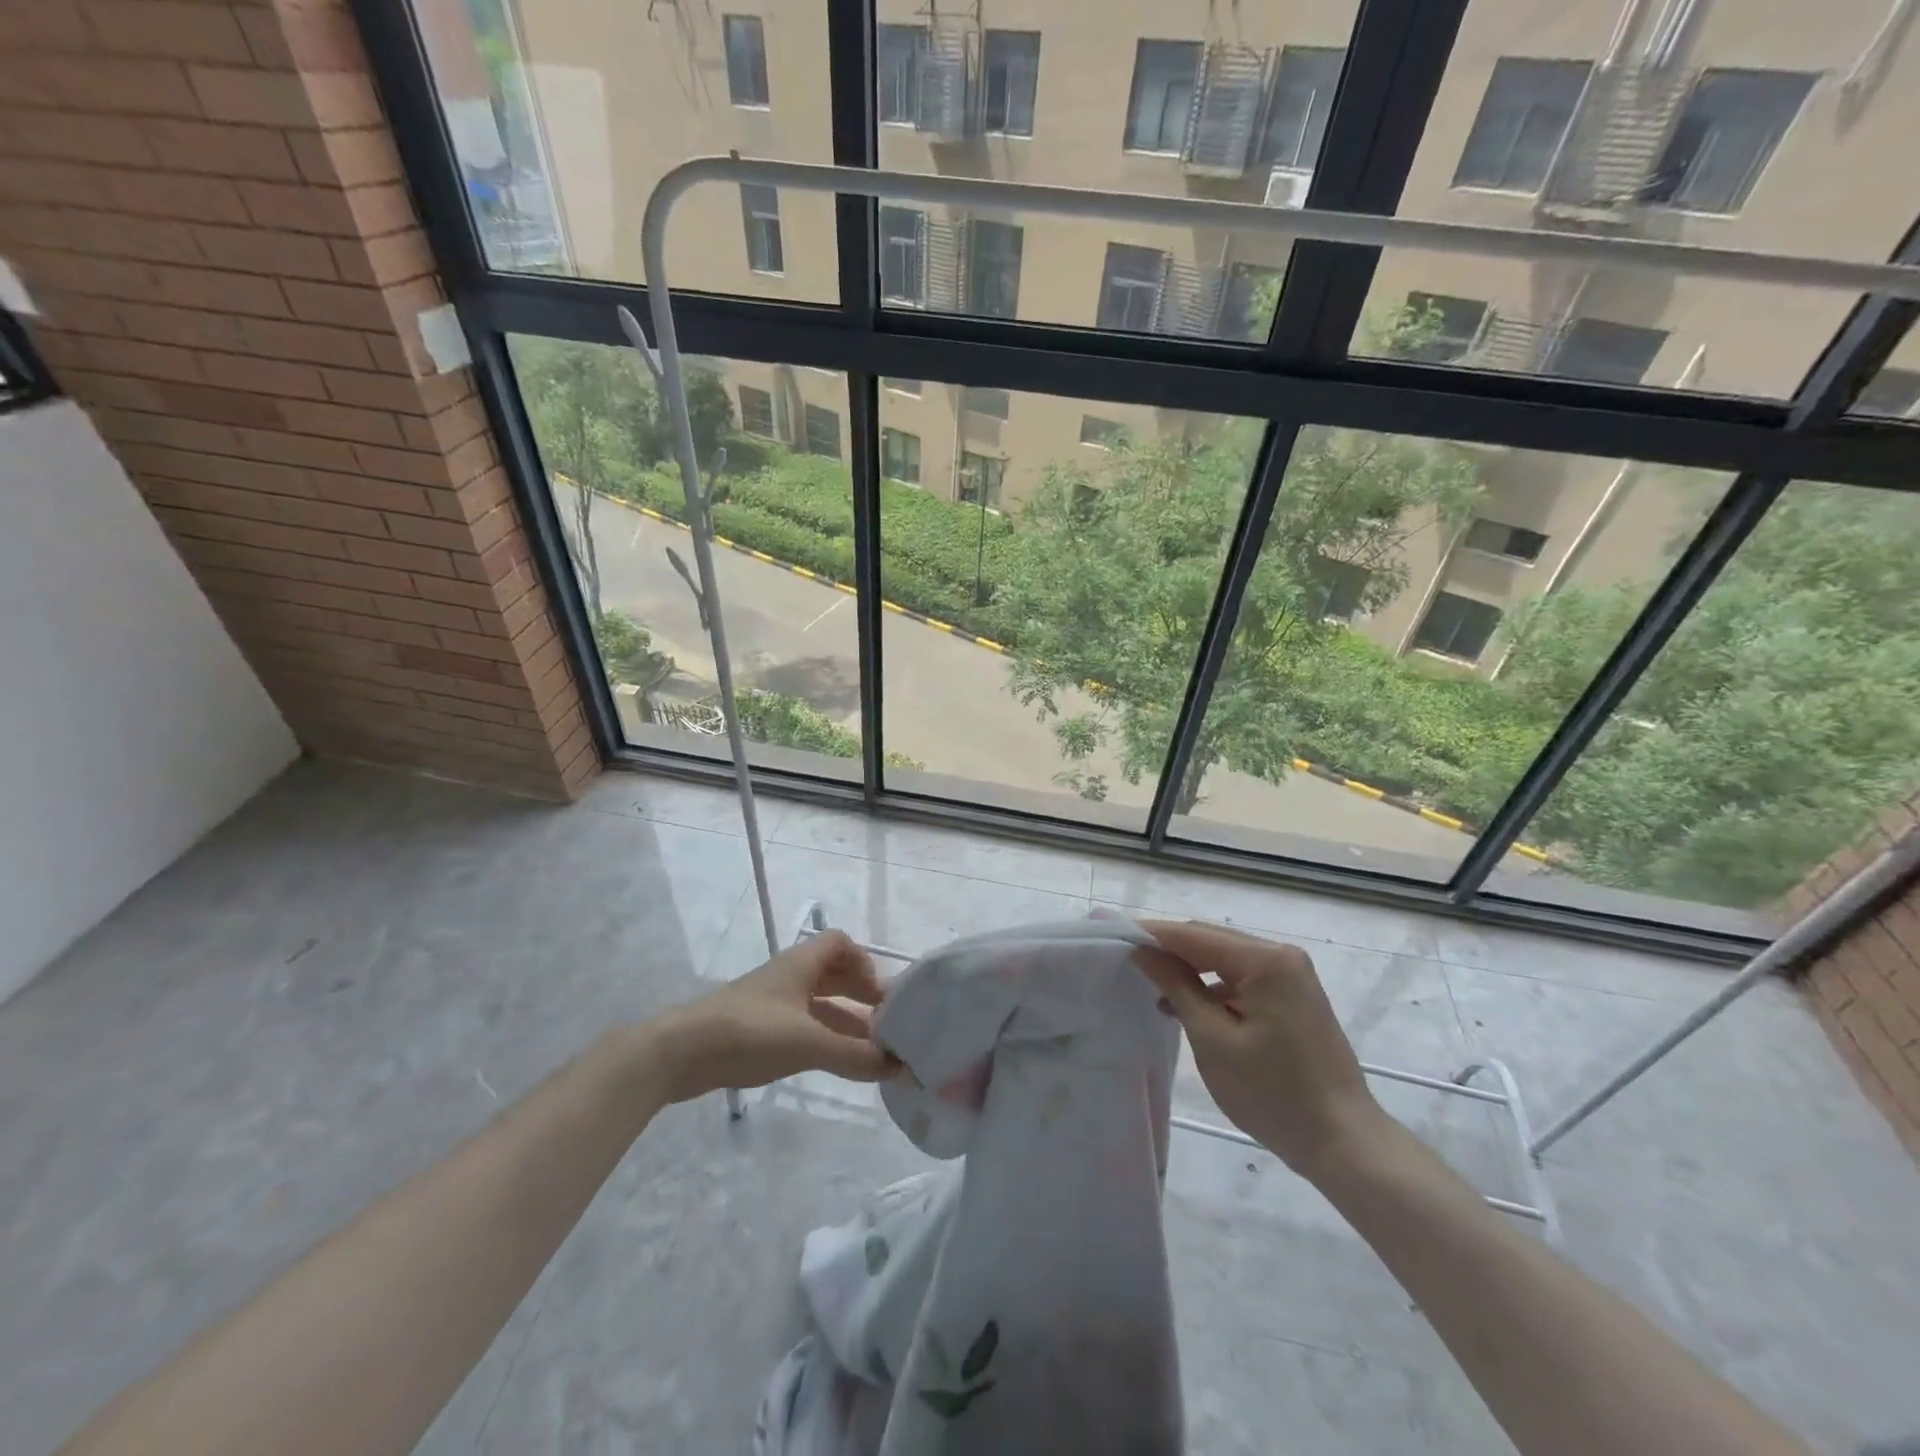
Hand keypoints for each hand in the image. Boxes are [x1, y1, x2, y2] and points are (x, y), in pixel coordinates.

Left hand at [645, 931, 896, 1103]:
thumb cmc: (749, 1032)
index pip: (841, 944)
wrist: (679, 1053)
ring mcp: (772, 1004)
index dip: (865, 962)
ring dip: (845, 1022)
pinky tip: (836, 1064)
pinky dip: (823, 1039)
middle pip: (834, 974)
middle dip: (861, 995)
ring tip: (871, 1052)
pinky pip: (802, 1026)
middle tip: (887, 1026)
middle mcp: (789, 977)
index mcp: (801, 964)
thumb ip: (854, 1055)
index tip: (881, 995)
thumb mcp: (808, 1042)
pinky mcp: (758, 1030)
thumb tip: (899, 1065)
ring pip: (818, 1004)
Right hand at [1135, 920, 1387, 1178]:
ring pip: (1223, 958)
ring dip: (1188, 968)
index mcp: (1265, 961)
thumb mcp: (1213, 1040)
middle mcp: (1280, 955)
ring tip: (1150, 985)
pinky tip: (1186, 1006)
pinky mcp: (1292, 995)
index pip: (1193, 935)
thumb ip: (1177, 987)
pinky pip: (1240, 976)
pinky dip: (1211, 986)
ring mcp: (1290, 975)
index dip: (1150, 934)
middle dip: (1168, 949)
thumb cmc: (1274, 1093)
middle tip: (1125, 960)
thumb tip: (1143, 951)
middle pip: (1209, 940)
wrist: (1343, 1141)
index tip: (1111, 935)